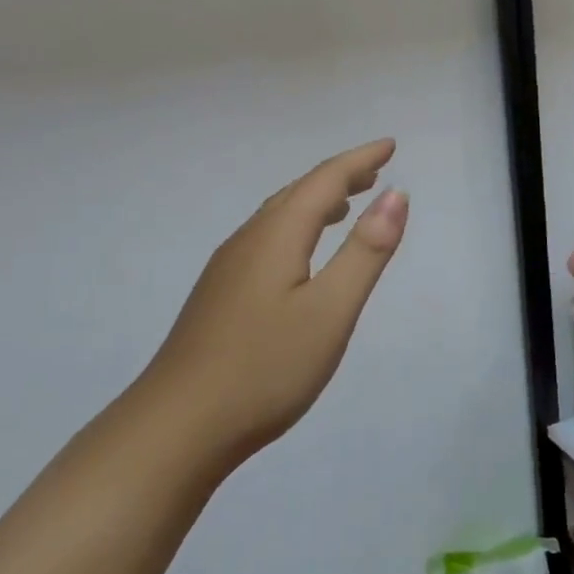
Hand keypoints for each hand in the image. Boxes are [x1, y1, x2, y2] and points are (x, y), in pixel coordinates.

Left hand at [138, 139, 407, 463]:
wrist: (177, 428)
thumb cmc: (265, 368)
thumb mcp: (331, 310)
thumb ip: (366, 251)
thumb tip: (397, 194)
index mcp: (276, 236)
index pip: (324, 181)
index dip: (359, 160)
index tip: (390, 145)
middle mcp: (247, 241)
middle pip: (297, 193)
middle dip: (339, 176)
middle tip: (375, 170)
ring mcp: (227, 270)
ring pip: (278, 217)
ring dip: (316, 202)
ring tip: (346, 204)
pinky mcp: (220, 297)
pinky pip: (266, 241)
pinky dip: (296, 229)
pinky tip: (302, 254)